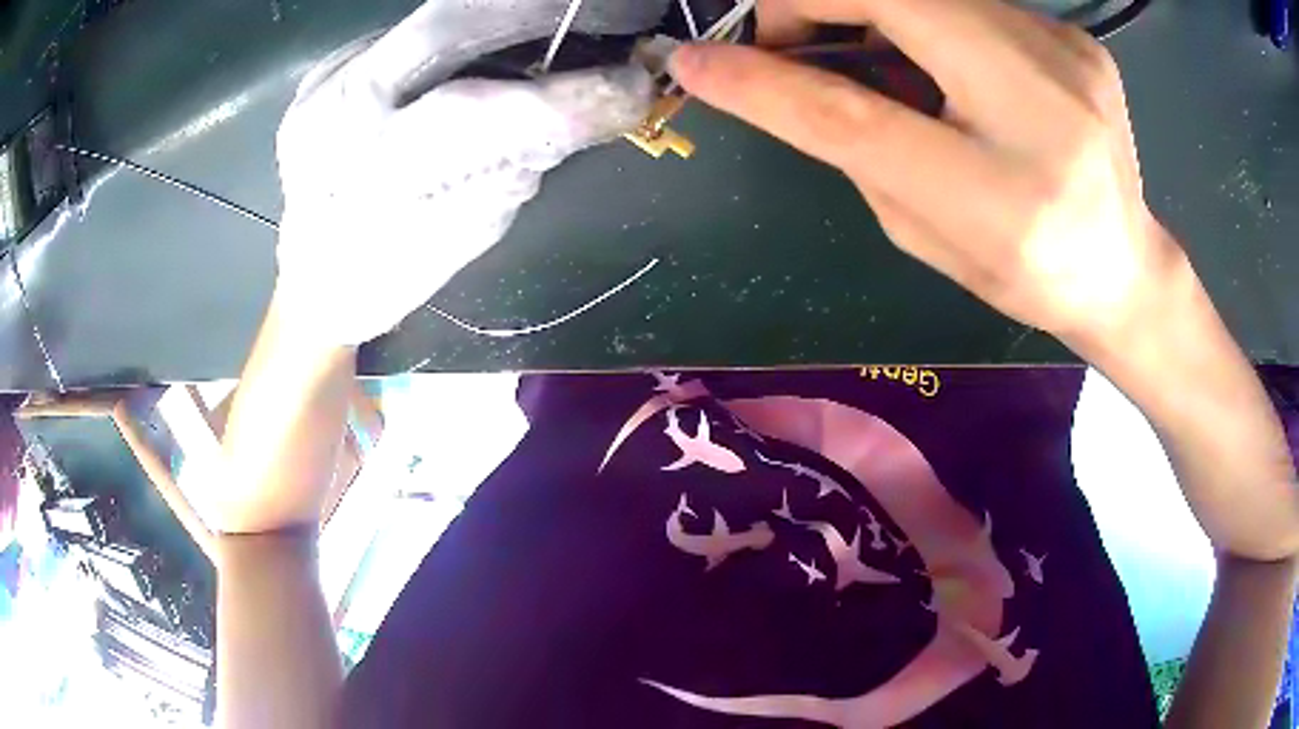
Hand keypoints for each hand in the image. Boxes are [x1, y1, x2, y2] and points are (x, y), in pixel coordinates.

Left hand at [274, 5, 652, 345]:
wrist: (305, 277)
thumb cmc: (382, 278)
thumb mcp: (459, 240)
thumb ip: (515, 169)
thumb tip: (584, 109)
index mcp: (367, 179)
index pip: (477, 116)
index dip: (567, 95)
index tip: (636, 89)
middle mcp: (336, 111)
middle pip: (448, 23)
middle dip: (545, 9)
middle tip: (623, 13)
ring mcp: (330, 76)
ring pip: (439, 18)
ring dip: (517, 16)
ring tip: (571, 26)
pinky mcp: (334, 62)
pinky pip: (420, 31)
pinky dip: (477, 31)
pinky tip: (503, 47)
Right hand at [671, 0, 1182, 351]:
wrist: (1126, 269)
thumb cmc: (1028, 274)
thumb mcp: (928, 235)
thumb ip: (860, 152)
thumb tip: (795, 79)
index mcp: (1002, 198)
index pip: (854, 118)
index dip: (762, 83)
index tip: (694, 63)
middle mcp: (1044, 107)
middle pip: (895, 0)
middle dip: (813, 1)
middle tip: (787, 35)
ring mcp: (1068, 55)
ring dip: (872, 7)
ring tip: (869, 52)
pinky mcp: (1075, 36)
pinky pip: (972, 2)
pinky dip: (931, 17)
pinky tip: (947, 61)